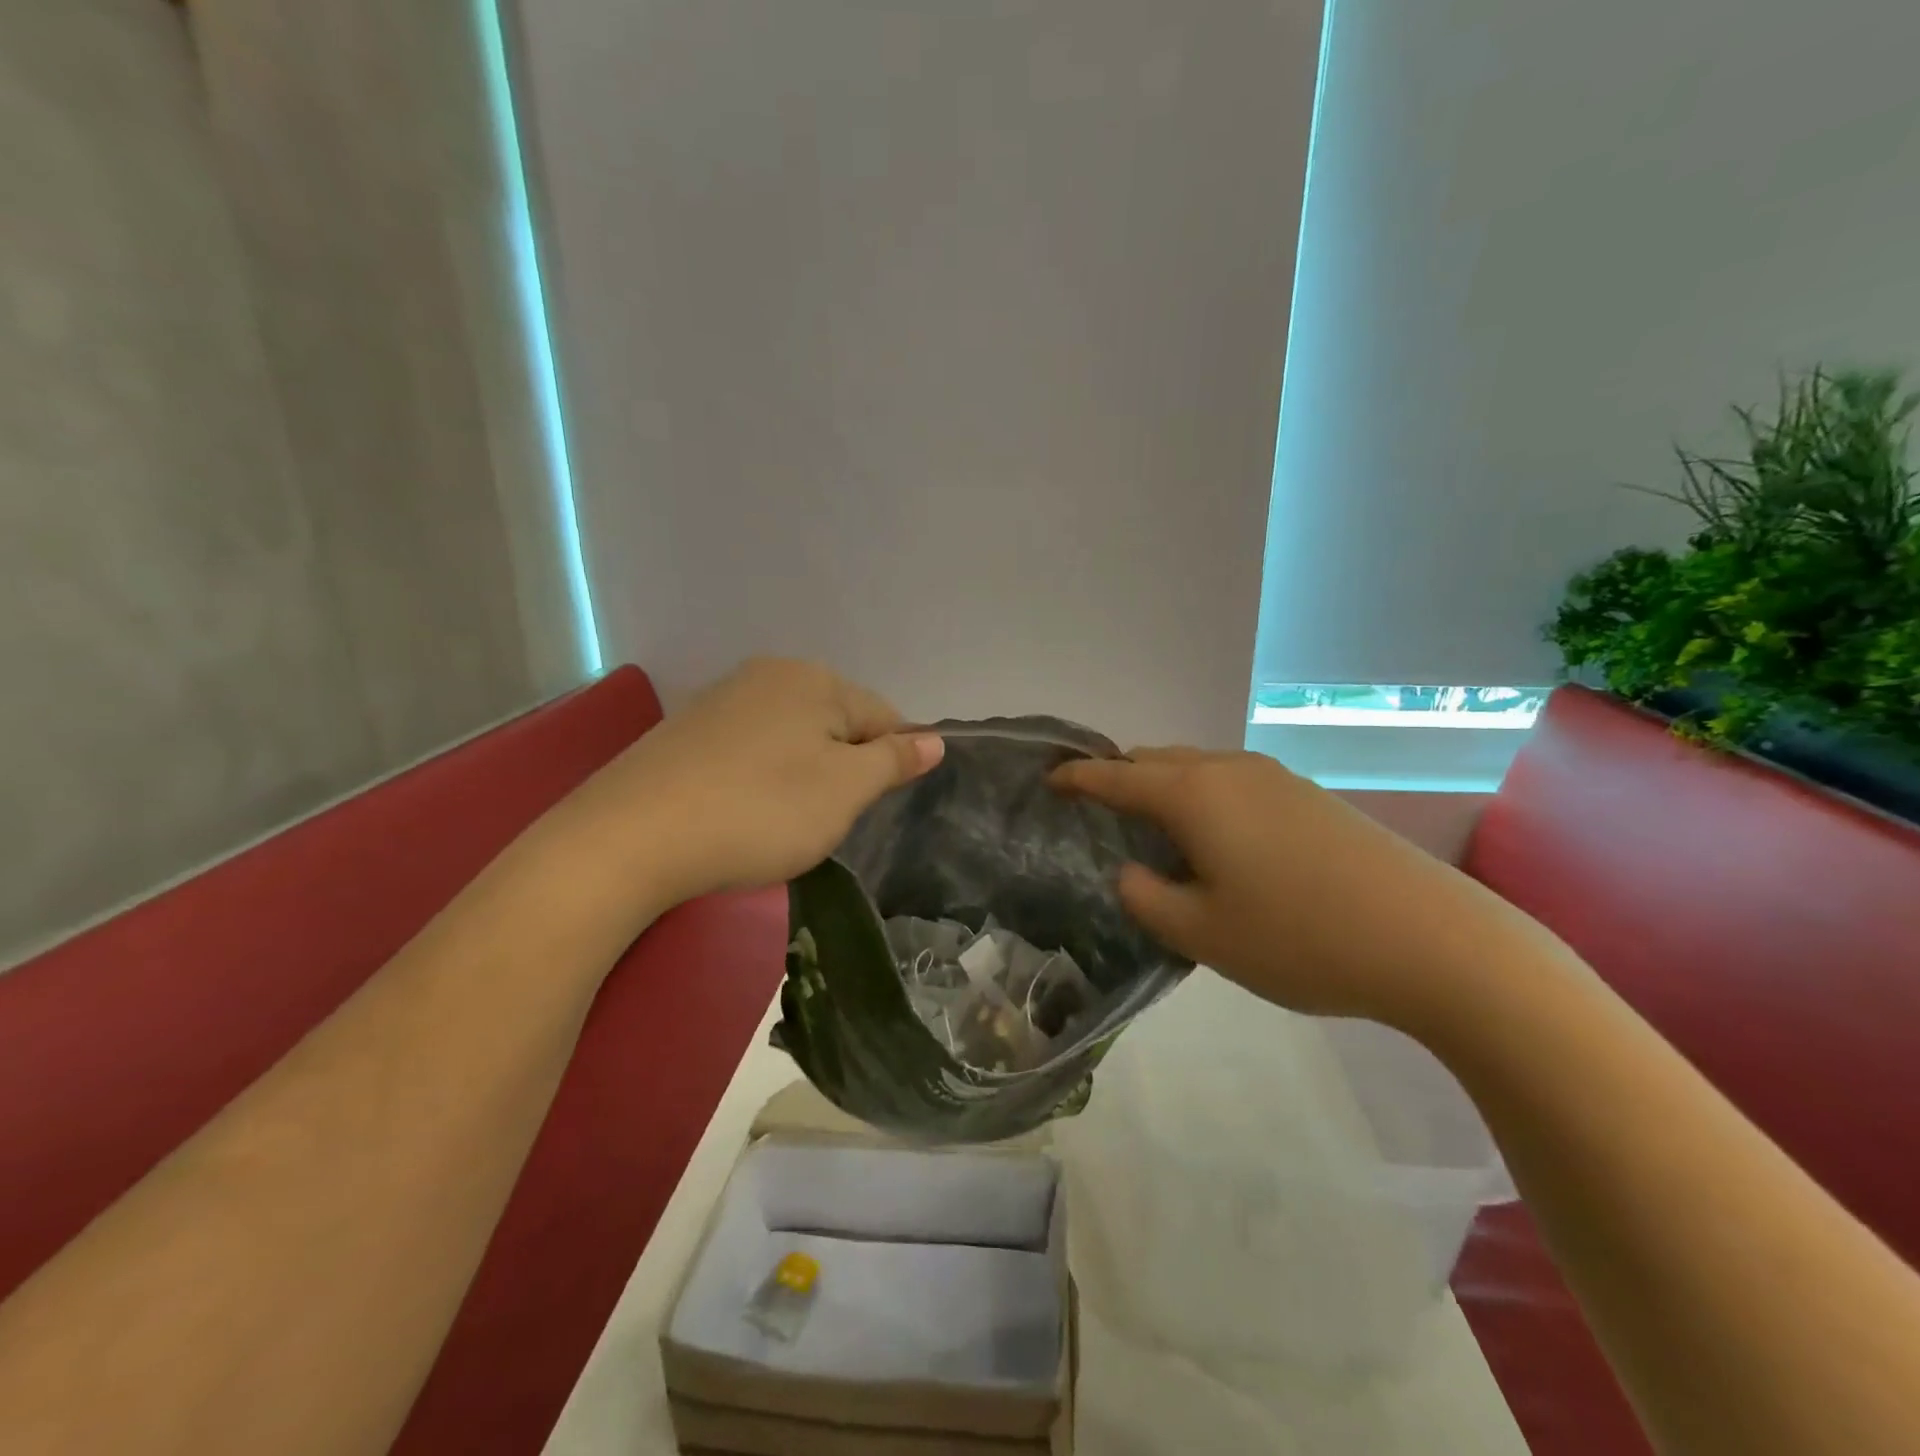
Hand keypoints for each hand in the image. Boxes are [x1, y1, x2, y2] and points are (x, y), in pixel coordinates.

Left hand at [597, 658, 943, 907]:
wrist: (633, 837)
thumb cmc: (761, 810)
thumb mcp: (845, 790)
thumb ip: (893, 761)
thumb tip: (934, 740)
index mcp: (813, 680)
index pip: (882, 716)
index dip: (890, 762)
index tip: (873, 806)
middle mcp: (767, 675)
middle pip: (835, 723)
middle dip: (843, 769)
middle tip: (826, 819)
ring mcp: (721, 700)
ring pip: (791, 739)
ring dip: (802, 777)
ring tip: (782, 822)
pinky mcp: (685, 732)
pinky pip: (749, 751)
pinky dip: (760, 780)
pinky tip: (742, 813)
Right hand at [1049, 747, 1535, 1029]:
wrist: (1432, 940)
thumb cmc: (1300, 938)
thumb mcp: (1201, 933)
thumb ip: (1147, 898)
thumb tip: (1133, 872)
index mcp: (1194, 795)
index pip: (1117, 776)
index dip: (1077, 778)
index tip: (1048, 779)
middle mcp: (1230, 771)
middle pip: (1157, 761)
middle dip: (1121, 778)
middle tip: (1096, 810)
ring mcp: (1276, 779)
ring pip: (1198, 770)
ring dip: (1165, 789)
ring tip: (1151, 829)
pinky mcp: (1308, 796)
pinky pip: (1232, 784)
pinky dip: (1203, 799)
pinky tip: (1214, 841)